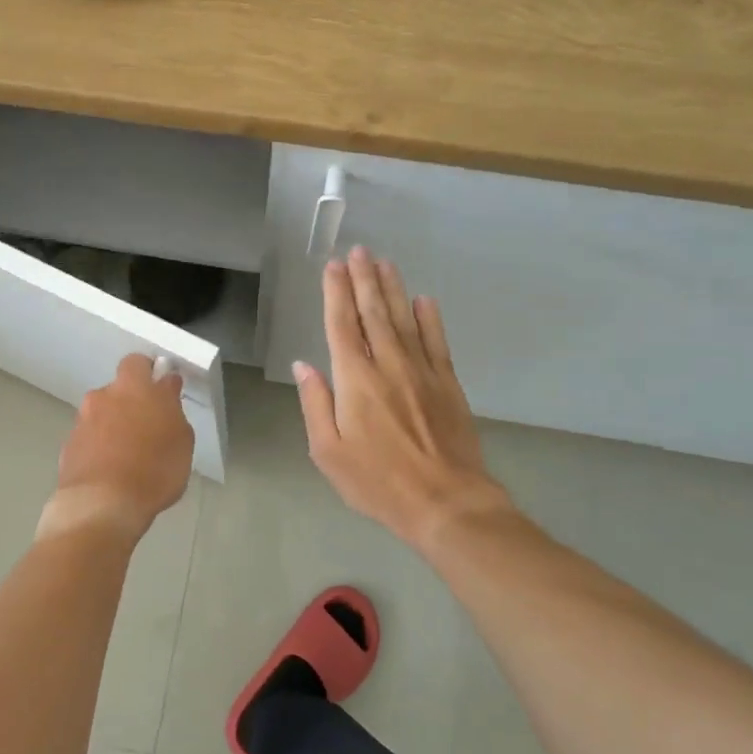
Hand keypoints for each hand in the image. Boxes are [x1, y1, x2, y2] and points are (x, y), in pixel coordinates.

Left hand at [43, 354, 193, 539]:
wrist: (102, 504)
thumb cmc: (153, 469)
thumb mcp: (181, 439)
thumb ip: (172, 408)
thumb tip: (165, 389)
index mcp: (133, 387)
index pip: (139, 363)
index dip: (152, 374)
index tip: (164, 390)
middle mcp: (103, 396)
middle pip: (118, 390)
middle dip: (131, 402)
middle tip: (148, 427)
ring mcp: (82, 421)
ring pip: (102, 415)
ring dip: (114, 426)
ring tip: (129, 456)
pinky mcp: (68, 447)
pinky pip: (90, 439)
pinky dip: (99, 448)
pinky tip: (111, 471)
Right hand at [295, 247, 514, 550]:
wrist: (445, 502)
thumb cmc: (377, 482)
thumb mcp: (328, 451)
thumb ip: (315, 404)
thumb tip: (304, 366)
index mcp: (355, 380)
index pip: (341, 325)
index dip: (335, 293)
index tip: (332, 267)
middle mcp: (388, 364)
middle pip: (373, 312)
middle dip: (363, 279)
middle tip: (359, 251)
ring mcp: (422, 371)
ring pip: (404, 319)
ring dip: (392, 288)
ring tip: (384, 263)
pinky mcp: (448, 383)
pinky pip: (436, 341)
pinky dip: (430, 318)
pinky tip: (424, 300)